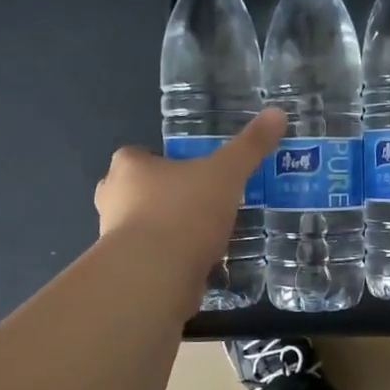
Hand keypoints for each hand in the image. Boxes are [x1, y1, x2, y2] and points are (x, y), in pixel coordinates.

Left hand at [94, 108, 285, 277]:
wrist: (155, 276)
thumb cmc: (184, 212)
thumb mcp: (226, 173)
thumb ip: (250, 146)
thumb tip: (277, 113)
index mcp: (128, 167)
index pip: (139, 155)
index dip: (165, 161)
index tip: (192, 172)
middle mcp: (112, 199)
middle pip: (139, 192)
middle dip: (165, 197)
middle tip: (201, 203)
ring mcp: (114, 239)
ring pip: (144, 227)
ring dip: (169, 231)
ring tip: (207, 236)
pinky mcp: (127, 272)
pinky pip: (153, 259)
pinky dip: (172, 260)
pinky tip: (201, 265)